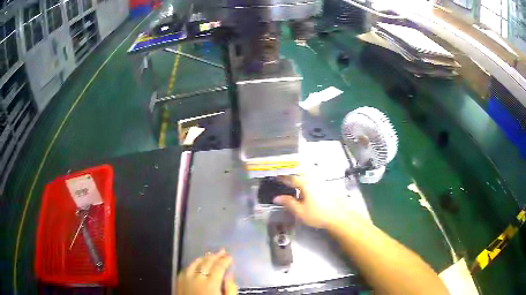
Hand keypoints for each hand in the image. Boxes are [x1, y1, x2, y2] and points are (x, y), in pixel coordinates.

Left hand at [176, 249, 237, 294]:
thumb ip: (230, 289)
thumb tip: (229, 276)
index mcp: (211, 283)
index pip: (219, 267)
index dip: (225, 260)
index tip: (230, 257)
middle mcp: (197, 278)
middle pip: (207, 262)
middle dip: (216, 256)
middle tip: (222, 251)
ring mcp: (185, 279)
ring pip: (195, 263)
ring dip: (203, 258)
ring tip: (210, 255)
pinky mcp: (178, 282)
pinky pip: (185, 269)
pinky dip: (192, 264)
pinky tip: (196, 263)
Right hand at [273, 175, 356, 229]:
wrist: (339, 217)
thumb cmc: (317, 214)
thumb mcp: (300, 211)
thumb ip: (288, 203)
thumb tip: (276, 197)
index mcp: (305, 184)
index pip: (291, 178)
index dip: (283, 178)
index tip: (276, 176)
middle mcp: (313, 180)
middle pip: (300, 174)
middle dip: (292, 175)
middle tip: (284, 178)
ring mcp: (321, 182)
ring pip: (308, 176)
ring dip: (299, 177)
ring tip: (293, 183)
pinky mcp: (326, 187)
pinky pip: (313, 180)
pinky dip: (307, 181)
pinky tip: (305, 188)